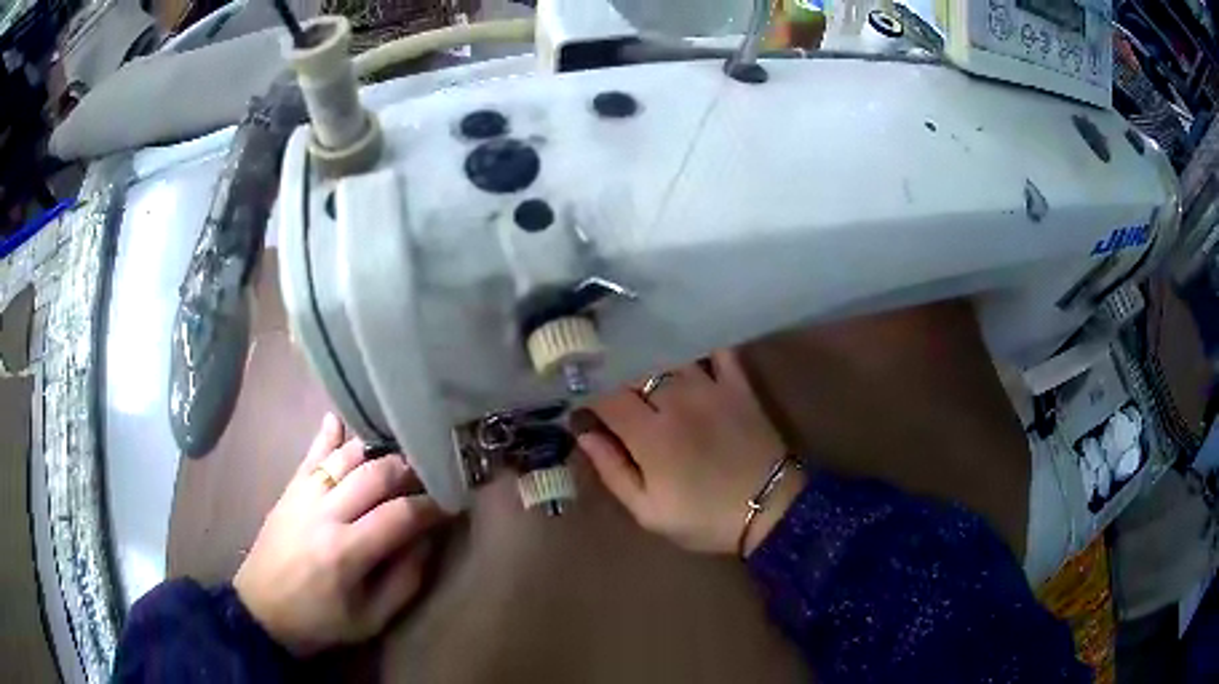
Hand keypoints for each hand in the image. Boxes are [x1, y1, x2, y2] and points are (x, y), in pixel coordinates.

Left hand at [234, 414, 448, 655]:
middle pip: (375, 474)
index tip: (452, 504)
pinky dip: (327, 435)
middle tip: (429, 477)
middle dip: (410, 471)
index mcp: (346, 552)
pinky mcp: (289, 490)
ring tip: (400, 456)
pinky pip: (311, 455)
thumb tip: (427, 539)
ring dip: (377, 451)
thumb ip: (405, 581)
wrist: (261, 611)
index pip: (400, 514)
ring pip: (346, 456)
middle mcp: (324, 514)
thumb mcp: (371, 619)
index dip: (432, 506)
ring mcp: (303, 496)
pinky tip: (340, 419)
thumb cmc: (320, 622)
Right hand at [574, 351, 803, 555]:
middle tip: (602, 374)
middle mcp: (677, 400)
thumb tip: (584, 434)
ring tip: (634, 353)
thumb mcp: (649, 512)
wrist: (770, 509)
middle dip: (613, 369)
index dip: (587, 392)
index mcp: (650, 435)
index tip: (578, 396)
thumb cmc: (705, 517)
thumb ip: (613, 471)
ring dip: (648, 353)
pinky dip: (698, 343)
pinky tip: (682, 340)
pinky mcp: (738, 385)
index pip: (606, 396)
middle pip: (634, 369)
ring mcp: (710, 387)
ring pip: (668, 354)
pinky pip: (716, 350)